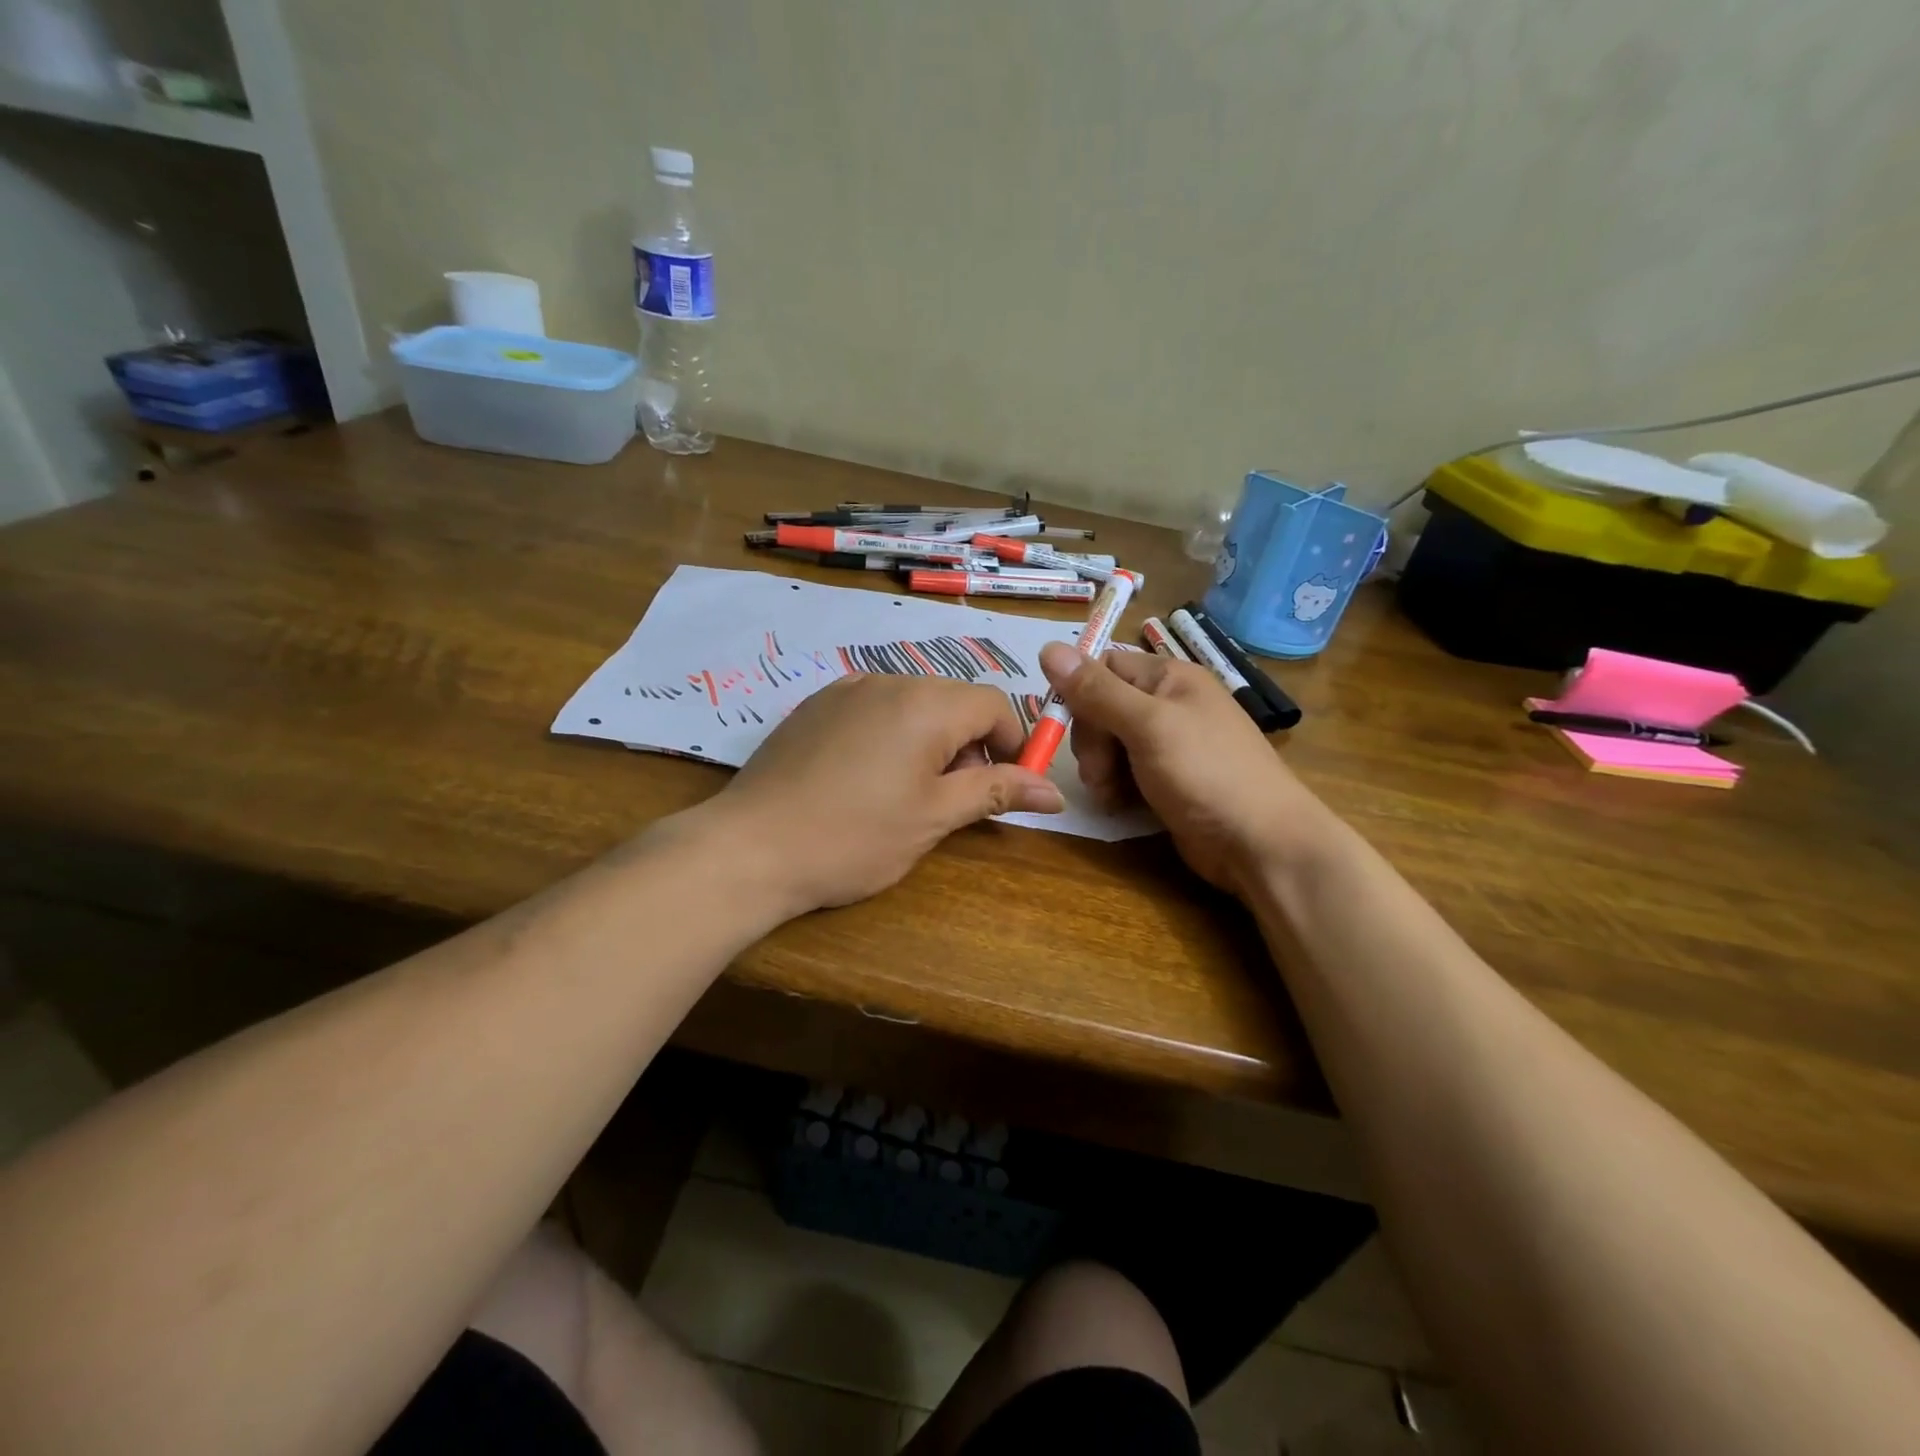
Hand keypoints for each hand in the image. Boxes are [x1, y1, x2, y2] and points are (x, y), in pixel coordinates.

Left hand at [701, 674, 1063, 912]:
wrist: (750, 848)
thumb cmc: (855, 838)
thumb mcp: (934, 818)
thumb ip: (996, 792)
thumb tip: (1055, 791)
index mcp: (926, 703)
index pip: (994, 704)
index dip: (1013, 743)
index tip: (1006, 787)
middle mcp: (888, 680)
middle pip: (954, 699)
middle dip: (970, 743)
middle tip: (954, 798)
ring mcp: (846, 689)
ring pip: (913, 702)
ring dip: (930, 738)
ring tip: (908, 791)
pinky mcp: (815, 705)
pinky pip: (873, 707)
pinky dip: (890, 733)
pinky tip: (866, 777)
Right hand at [1039, 643, 1334, 892]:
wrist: (1260, 843)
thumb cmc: (1206, 773)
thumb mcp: (1146, 725)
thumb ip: (1097, 690)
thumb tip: (1048, 647)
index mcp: (1170, 678)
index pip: (1104, 667)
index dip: (1080, 693)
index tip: (1066, 726)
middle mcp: (1168, 705)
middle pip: (1102, 708)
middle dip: (1091, 741)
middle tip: (1098, 773)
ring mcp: (1169, 745)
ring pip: (1109, 744)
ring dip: (1100, 770)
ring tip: (1112, 795)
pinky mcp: (1167, 781)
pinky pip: (1126, 773)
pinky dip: (1117, 788)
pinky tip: (1122, 805)